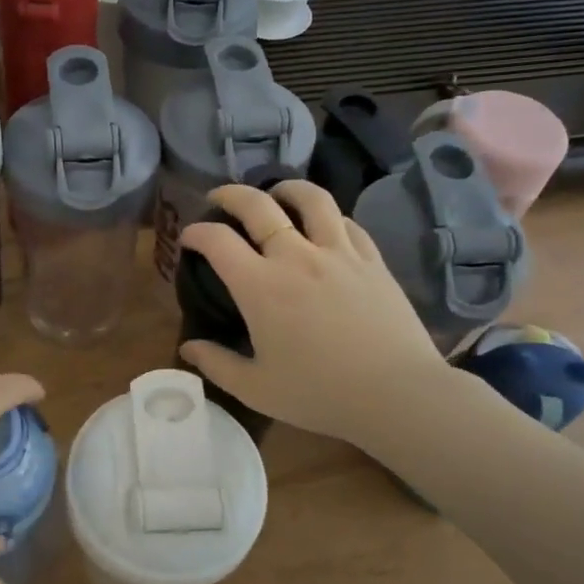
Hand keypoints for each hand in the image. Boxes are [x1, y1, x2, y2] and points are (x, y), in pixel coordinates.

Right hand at [178, 181, 449, 447]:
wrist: (396, 394)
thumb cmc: (319, 394)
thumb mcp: (256, 388)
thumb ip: (216, 364)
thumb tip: (187, 348)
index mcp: (260, 287)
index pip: (217, 240)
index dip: (195, 232)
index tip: (188, 237)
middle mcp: (296, 257)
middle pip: (258, 205)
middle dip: (230, 195)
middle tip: (218, 198)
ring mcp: (338, 253)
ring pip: (310, 199)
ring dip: (286, 189)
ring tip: (276, 194)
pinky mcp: (372, 260)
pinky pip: (347, 222)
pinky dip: (328, 216)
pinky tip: (324, 225)